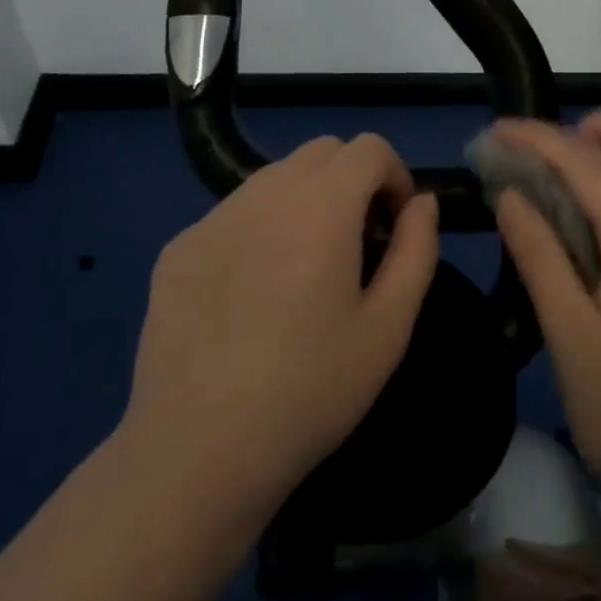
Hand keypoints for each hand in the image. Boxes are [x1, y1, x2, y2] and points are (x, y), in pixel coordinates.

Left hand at [121, 134, 439, 527]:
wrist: (196, 453)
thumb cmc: (309, 392)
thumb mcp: (388, 329)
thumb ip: (416, 250)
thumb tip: (422, 203)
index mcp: (321, 206)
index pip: (368, 147)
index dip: (394, 175)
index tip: (393, 225)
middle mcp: (264, 193)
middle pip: (322, 152)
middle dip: (352, 180)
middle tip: (356, 243)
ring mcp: (214, 217)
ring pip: (275, 177)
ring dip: (305, 200)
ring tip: (304, 268)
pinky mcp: (178, 247)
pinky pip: (234, 213)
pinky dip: (260, 227)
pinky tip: (251, 295)